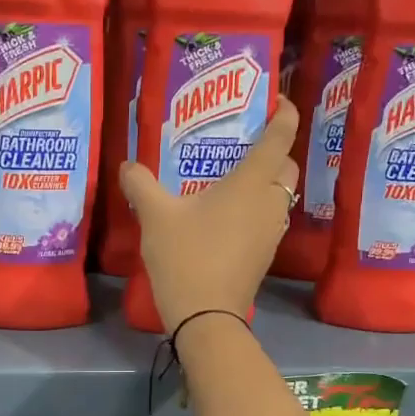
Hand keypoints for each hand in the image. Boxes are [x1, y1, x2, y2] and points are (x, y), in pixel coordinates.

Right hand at [120, 102, 300, 333]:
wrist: (205, 316)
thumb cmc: (185, 257)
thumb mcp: (155, 216)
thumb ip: (141, 184)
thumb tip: (128, 165)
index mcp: (251, 182)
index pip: (280, 136)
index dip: (283, 113)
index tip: (275, 100)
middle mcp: (270, 201)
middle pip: (286, 165)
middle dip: (273, 148)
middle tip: (243, 141)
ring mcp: (271, 230)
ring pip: (280, 193)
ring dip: (265, 180)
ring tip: (231, 175)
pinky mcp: (265, 253)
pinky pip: (268, 216)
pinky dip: (256, 205)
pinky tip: (226, 212)